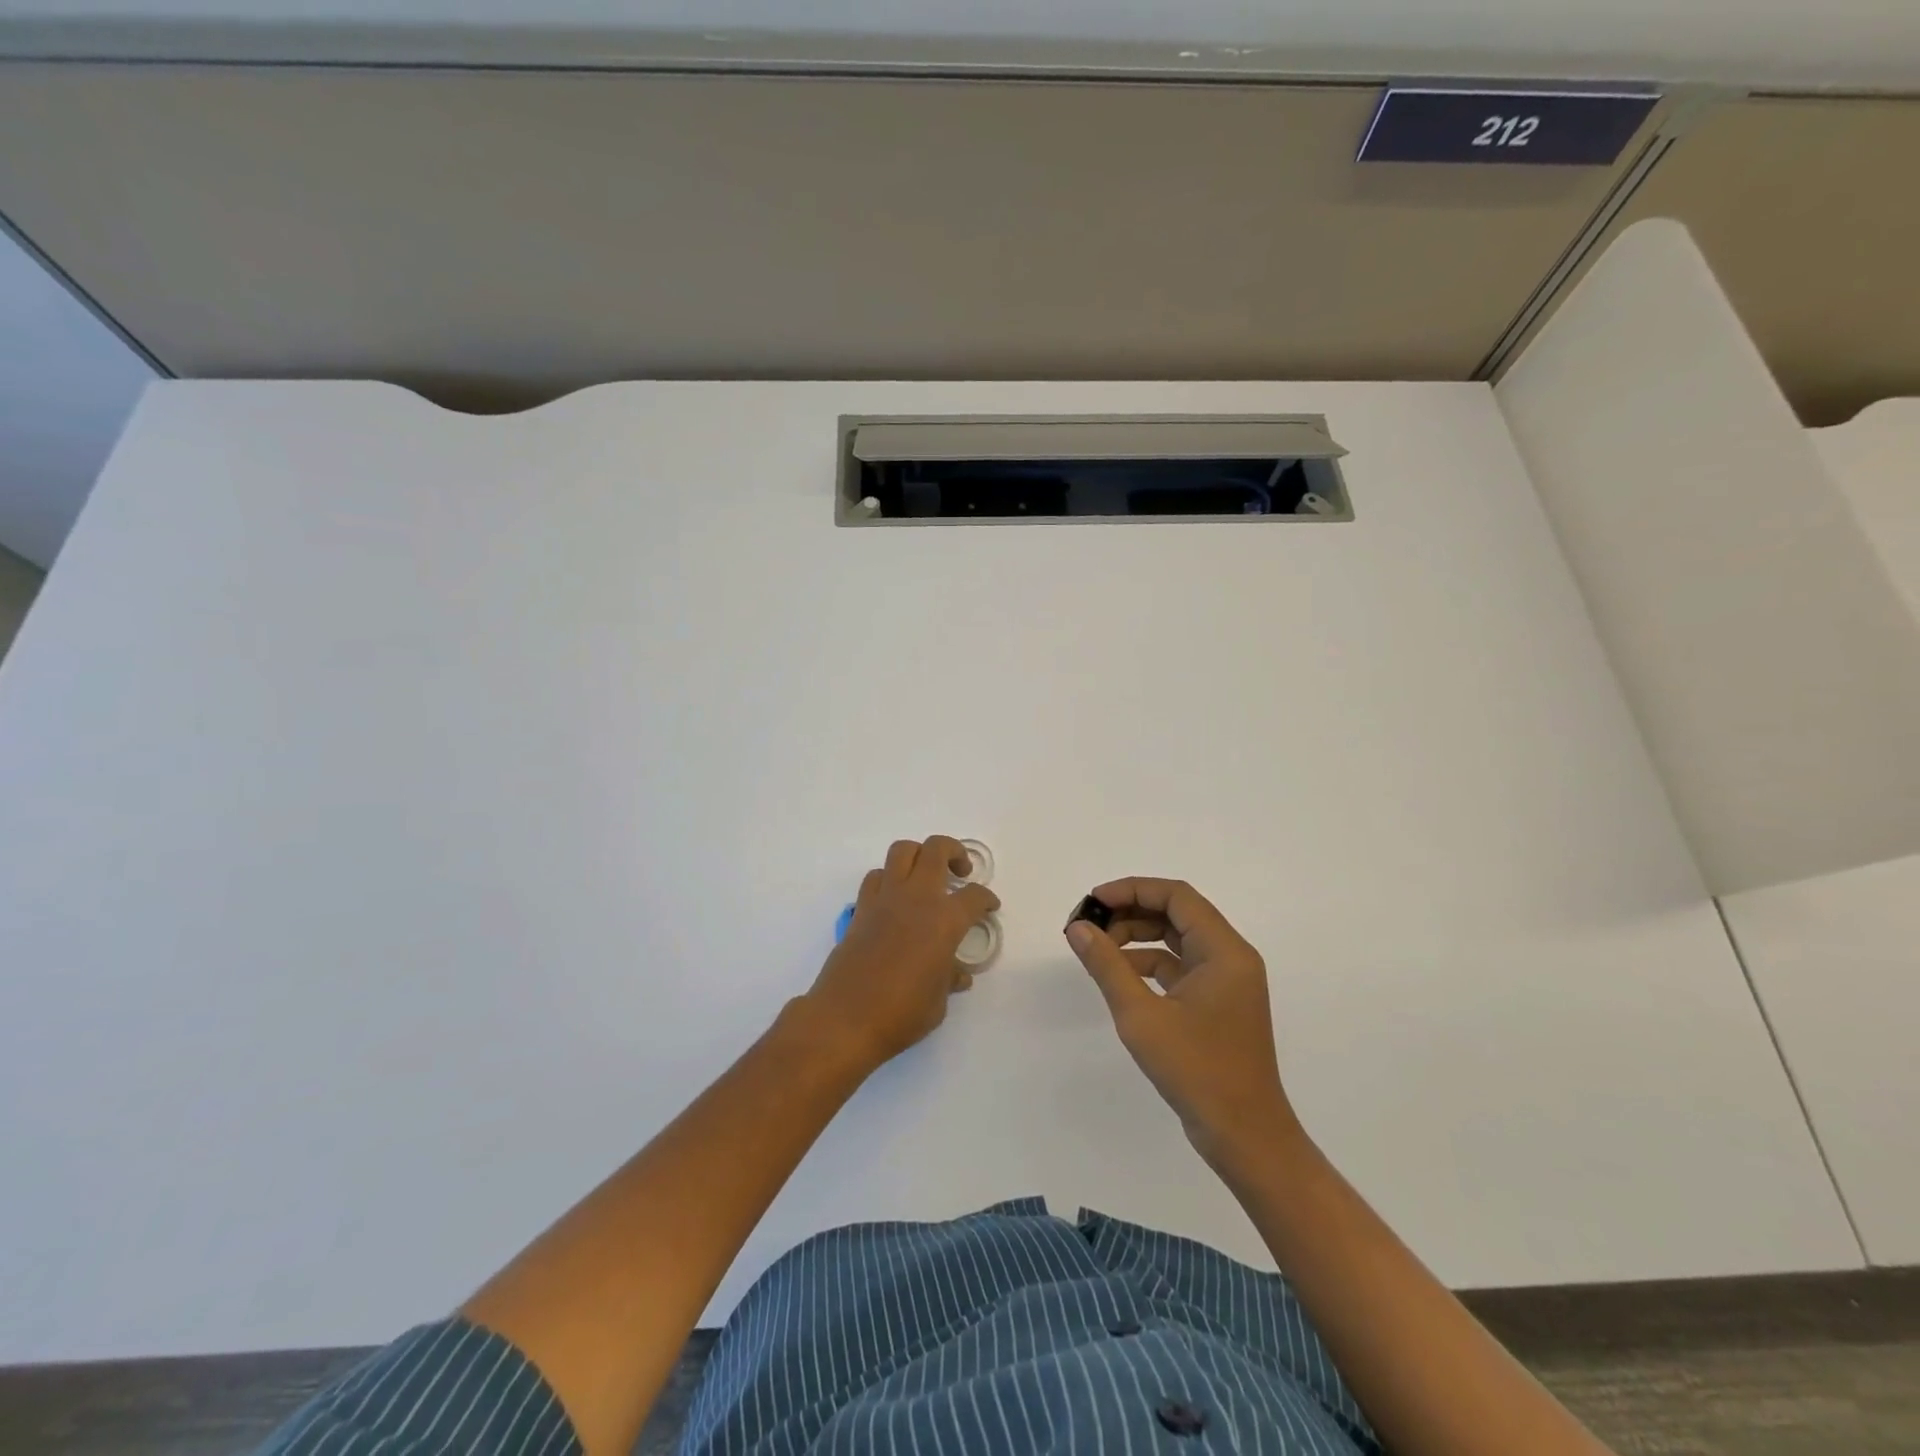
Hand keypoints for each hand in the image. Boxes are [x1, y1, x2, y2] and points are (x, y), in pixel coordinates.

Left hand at [802, 836, 999, 1074]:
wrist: (846, 1018)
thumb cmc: (901, 1014)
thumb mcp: (938, 1002)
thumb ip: (950, 979)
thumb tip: (957, 974)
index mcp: (944, 920)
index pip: (974, 896)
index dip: (987, 899)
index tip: (989, 907)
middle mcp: (916, 898)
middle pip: (937, 849)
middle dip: (954, 852)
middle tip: (960, 871)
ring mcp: (885, 899)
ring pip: (902, 850)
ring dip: (919, 855)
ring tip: (926, 876)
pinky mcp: (861, 908)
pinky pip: (876, 876)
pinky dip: (889, 879)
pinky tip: (894, 899)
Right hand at [1065, 877, 1301, 1162]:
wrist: (1244, 1135)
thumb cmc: (1196, 1070)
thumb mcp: (1141, 1015)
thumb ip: (1107, 965)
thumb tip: (1078, 928)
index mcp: (1224, 951)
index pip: (1176, 896)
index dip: (1132, 890)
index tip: (1093, 901)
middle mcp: (1231, 957)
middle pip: (1177, 913)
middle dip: (1131, 912)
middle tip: (1090, 925)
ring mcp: (1227, 981)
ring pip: (1178, 939)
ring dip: (1138, 936)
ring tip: (1099, 948)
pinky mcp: (1219, 1003)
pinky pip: (1181, 966)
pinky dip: (1150, 963)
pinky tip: (1121, 975)